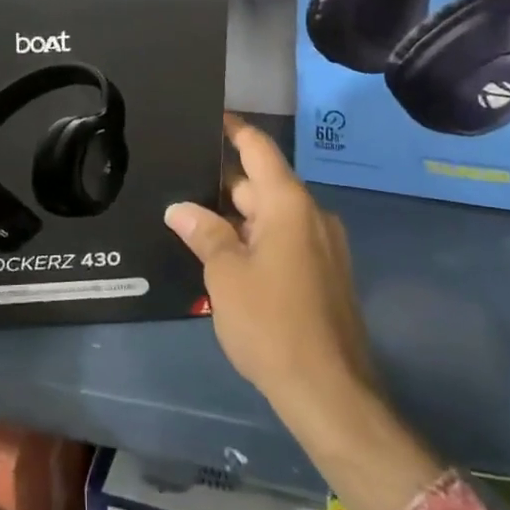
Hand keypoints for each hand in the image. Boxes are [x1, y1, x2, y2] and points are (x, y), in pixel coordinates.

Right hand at [166, 116, 436, 509]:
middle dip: (222, 184)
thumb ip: (204, 233)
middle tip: (178, 180)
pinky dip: (255, 239)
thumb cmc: (273, 325)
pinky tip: (224, 255)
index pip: (258, 148)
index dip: (233, 128)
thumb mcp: (226, 275)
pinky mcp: (325, 274)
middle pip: (261, 183)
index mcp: (289, 204)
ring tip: (193, 219)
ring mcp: (323, 246)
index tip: (207, 114)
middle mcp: (311, 215)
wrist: (331, 395)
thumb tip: (180, 208)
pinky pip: (284, 240)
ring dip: (236, 217)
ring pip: (271, 215)